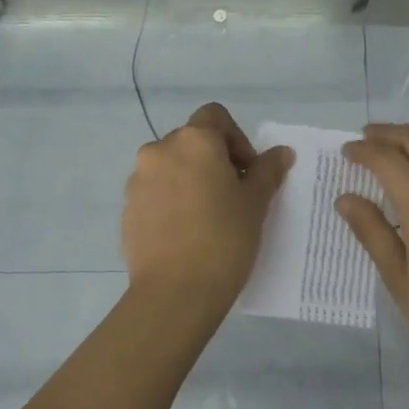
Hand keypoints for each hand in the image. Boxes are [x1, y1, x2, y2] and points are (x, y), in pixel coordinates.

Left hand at [122, 103, 293, 304]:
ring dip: (190, 179)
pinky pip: (155, 193)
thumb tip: (281, 152)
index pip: (215, 117)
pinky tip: (186, 232)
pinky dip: (171, 201)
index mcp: (193, 141)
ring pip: (170, 167)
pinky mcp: (127, 209)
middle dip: (213, 160)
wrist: (175, 292)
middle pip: (191, 141)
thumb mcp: (255, 203)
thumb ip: (267, 171)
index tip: (247, 172)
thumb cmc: (224, 239)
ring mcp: (138, 180)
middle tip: (232, 195)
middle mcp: (160, 151)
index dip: (236, 139)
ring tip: (206, 216)